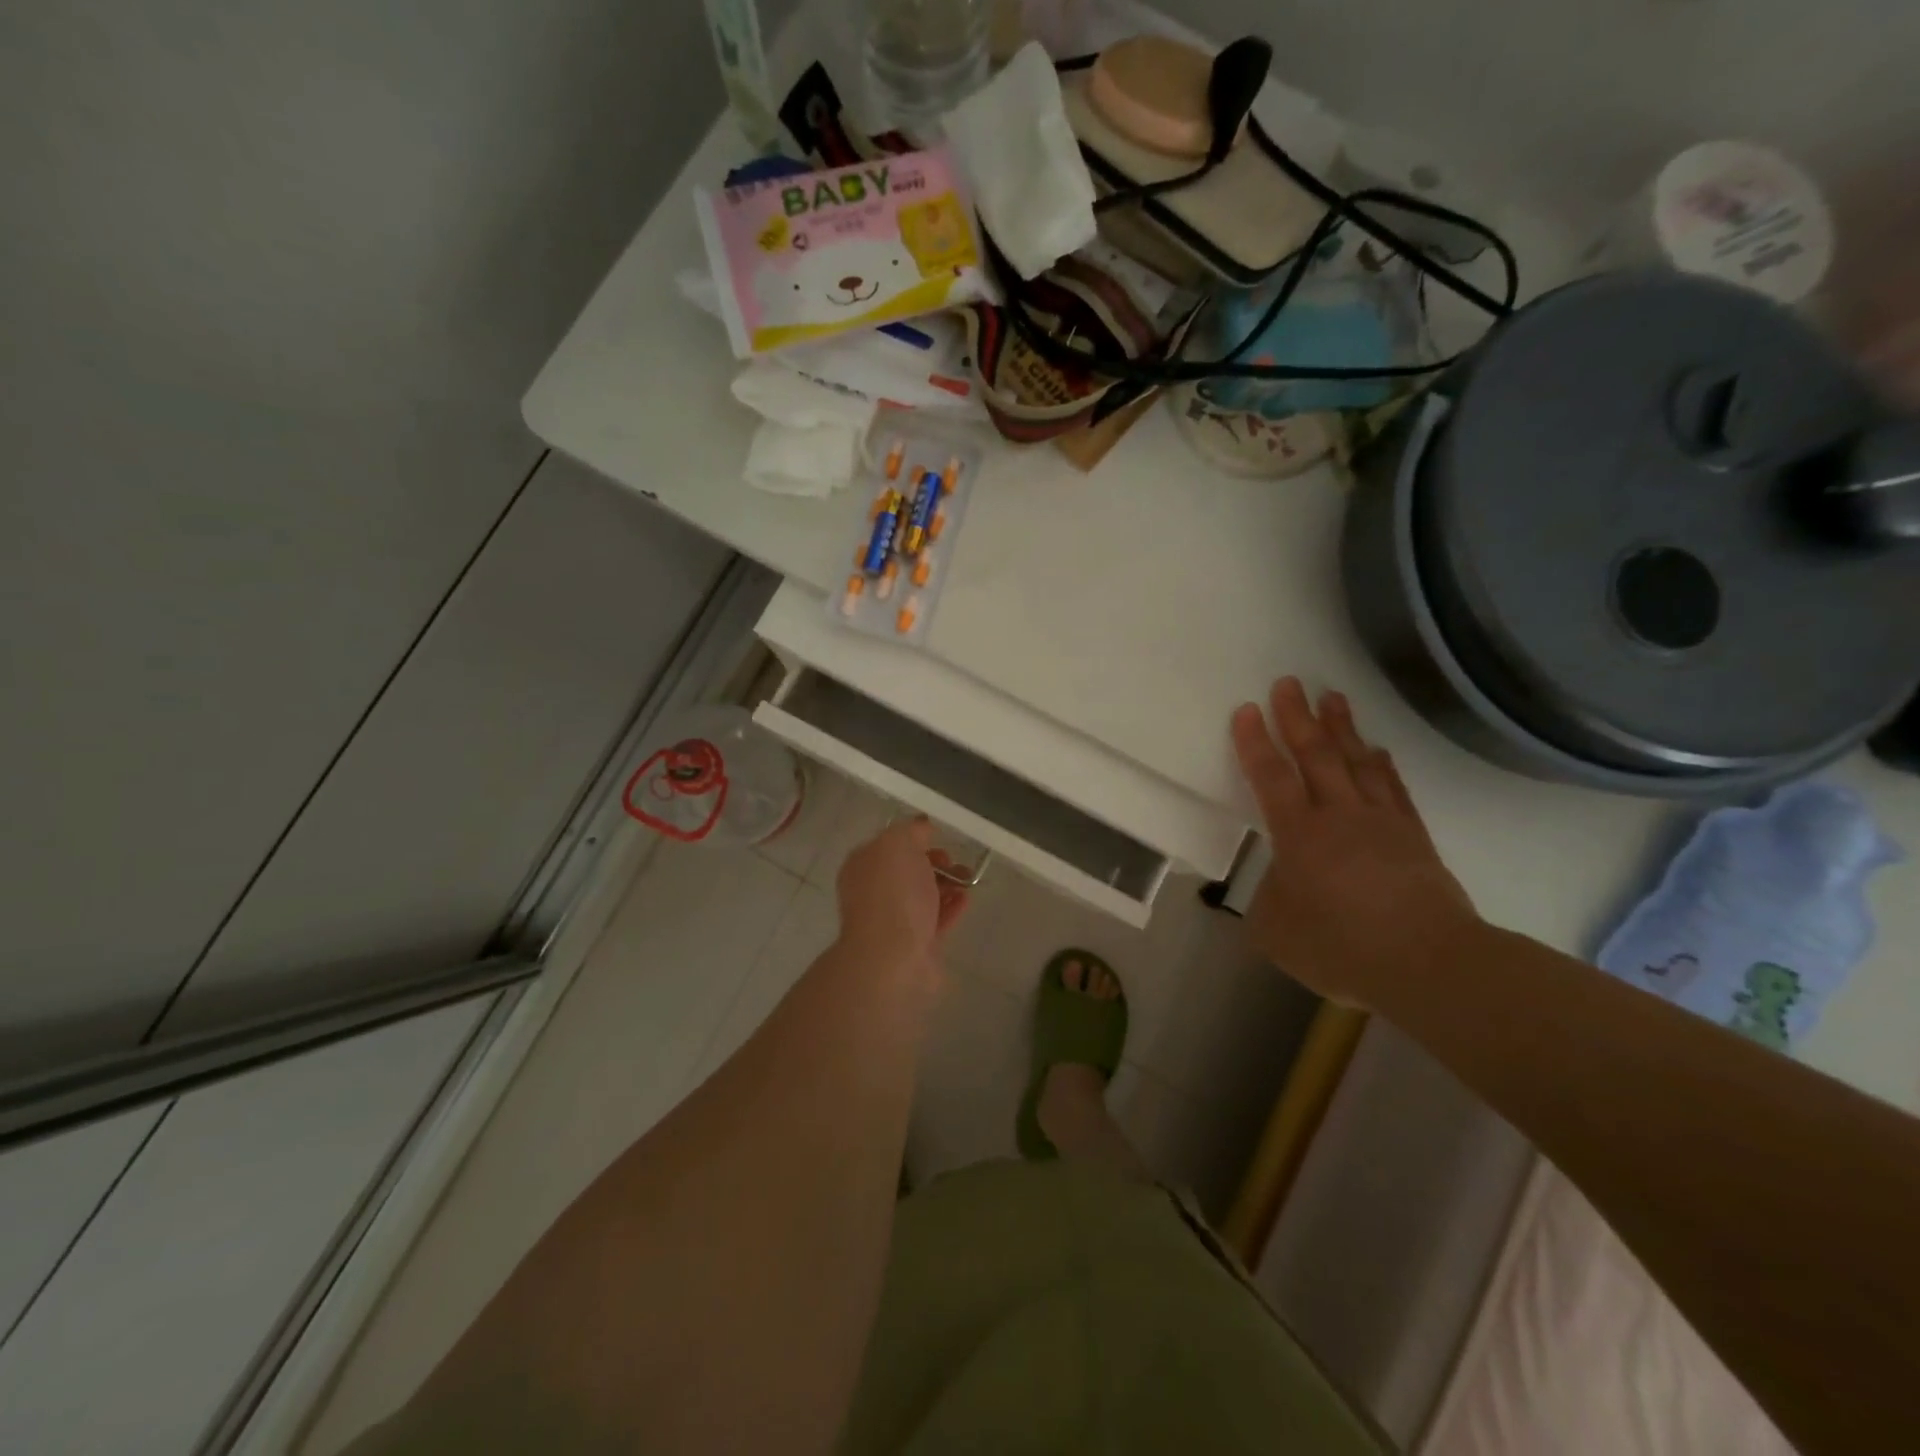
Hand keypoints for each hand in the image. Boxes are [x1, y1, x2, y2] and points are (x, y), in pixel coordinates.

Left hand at [834, 817, 970, 972]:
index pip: (888, 845)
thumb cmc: (893, 894)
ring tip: (969, 880)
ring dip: (947, 884)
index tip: (937, 838)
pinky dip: (952, 907)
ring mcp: (894, 921)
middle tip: (954, 863)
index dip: (914, 838)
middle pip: (907, 871)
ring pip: (923, 896)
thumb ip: (911, 831)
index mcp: (863, 866)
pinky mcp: (915, 945)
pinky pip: (936, 920)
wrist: (892, 957)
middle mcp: (874, 892)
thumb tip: (922, 827)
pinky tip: (967, 899)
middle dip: (934, 862)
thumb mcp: (898, 845)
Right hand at [1230, 678, 1478, 1007]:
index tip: (1246, 709)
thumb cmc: (1341, 946)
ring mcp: (1381, 822)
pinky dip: (1382, 765)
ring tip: (1332, 698)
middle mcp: (1339, 816)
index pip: (1271, 777)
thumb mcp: (1276, 930)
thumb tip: (1279, 882)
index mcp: (1298, 835)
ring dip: (1341, 728)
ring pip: (1356, 762)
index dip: (1255, 742)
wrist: (1428, 963)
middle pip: (1315, 755)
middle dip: (1297, 717)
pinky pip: (1393, 788)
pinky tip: (1376, 750)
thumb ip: (1269, 898)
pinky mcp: (1413, 836)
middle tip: (1288, 682)